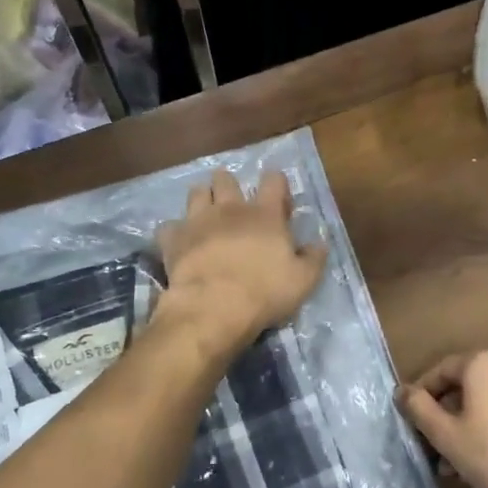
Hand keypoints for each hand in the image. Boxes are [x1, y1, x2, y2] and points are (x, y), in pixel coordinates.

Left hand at [156, 169, 325, 349]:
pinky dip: (174, 232)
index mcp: (265, 214)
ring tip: (206, 217)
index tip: (279, 203)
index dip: (277, 185)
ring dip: (202, 200)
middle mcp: (230, 208)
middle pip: (225, 179)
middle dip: (229, 186)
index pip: (273, 181)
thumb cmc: (264, 292)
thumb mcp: (303, 280)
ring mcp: (198, 221)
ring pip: (196, 192)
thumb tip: (319, 243)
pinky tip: (179, 243)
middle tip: (234, 205)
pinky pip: (168, 226)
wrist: (213, 308)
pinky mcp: (173, 239)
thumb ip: (313, 258)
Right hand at [401, 350, 487, 487]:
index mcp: (483, 362)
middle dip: (446, 414)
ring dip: (467, 423)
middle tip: (432, 444)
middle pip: (465, 385)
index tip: (411, 420)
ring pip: (487, 399)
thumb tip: (401, 391)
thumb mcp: (446, 435)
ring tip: (453, 460)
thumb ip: (419, 408)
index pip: (441, 371)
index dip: (422, 395)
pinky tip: (481, 455)